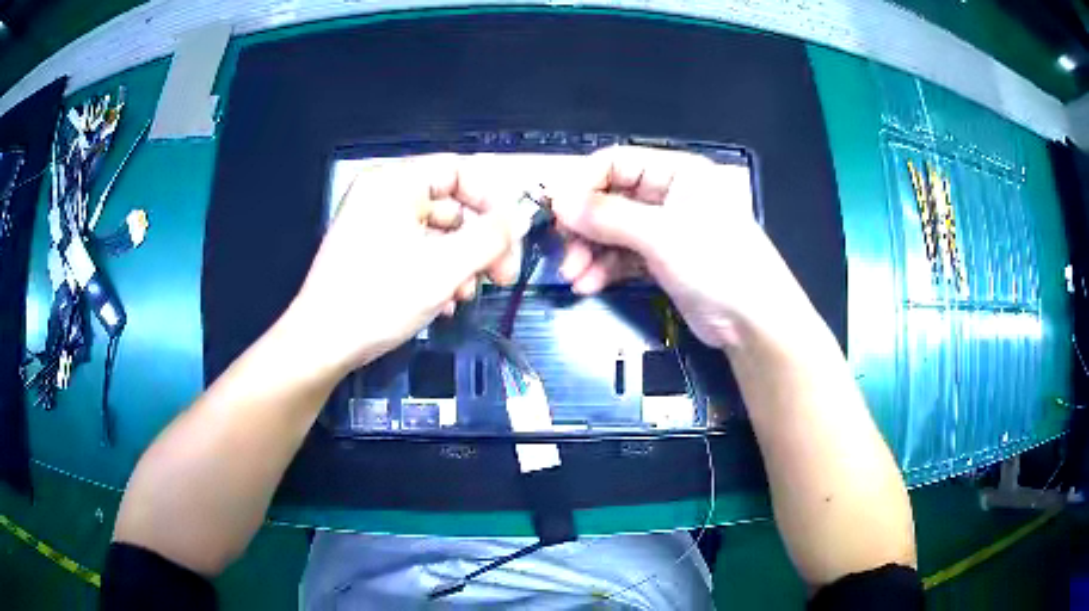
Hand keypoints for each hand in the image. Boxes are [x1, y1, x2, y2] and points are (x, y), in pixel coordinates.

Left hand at [283, 154, 520, 378]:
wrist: (321, 344)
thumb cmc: (379, 299)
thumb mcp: (444, 268)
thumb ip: (490, 238)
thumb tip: (521, 218)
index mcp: (394, 183)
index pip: (458, 171)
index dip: (492, 201)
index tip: (512, 239)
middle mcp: (383, 194)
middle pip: (450, 204)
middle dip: (478, 243)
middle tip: (500, 278)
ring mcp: (374, 223)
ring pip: (436, 233)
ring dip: (460, 264)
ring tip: (464, 297)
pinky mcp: (371, 251)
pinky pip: (416, 250)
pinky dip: (436, 272)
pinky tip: (443, 303)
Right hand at [552, 146, 796, 348]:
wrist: (754, 322)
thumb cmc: (717, 263)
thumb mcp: (661, 235)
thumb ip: (607, 216)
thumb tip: (558, 201)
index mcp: (677, 172)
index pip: (617, 162)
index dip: (584, 184)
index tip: (557, 211)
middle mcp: (669, 194)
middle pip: (611, 198)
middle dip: (584, 226)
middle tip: (563, 250)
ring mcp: (665, 229)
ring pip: (613, 231)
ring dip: (590, 252)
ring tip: (573, 276)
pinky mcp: (662, 260)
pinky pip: (624, 256)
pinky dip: (605, 269)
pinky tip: (588, 285)